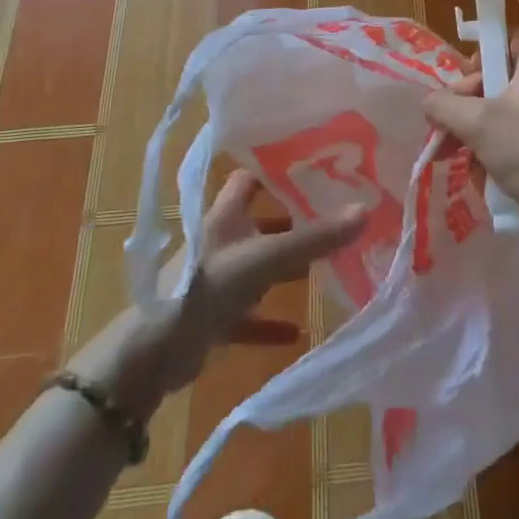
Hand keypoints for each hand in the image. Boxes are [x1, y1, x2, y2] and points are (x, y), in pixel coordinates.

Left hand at [73, 172, 365, 415]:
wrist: (154, 352)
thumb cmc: (208, 285)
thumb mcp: (267, 258)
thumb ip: (314, 238)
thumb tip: (365, 210)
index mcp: (225, 213)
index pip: (250, 177)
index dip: (278, 169)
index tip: (316, 166)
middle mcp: (220, 239)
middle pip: (260, 221)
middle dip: (293, 221)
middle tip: (334, 216)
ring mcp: (215, 278)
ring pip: (258, 265)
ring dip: (285, 269)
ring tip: (326, 266)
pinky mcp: (213, 315)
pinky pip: (249, 313)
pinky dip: (269, 320)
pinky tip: (297, 331)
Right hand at [423, 29, 518, 246]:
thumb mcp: (478, 122)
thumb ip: (445, 105)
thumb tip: (429, 103)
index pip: (509, 36)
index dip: (483, 46)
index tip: (463, 71)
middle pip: (492, 78)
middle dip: (463, 100)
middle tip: (445, 121)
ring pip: (493, 112)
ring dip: (467, 130)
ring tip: (446, 153)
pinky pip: (503, 139)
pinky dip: (485, 151)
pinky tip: (474, 171)